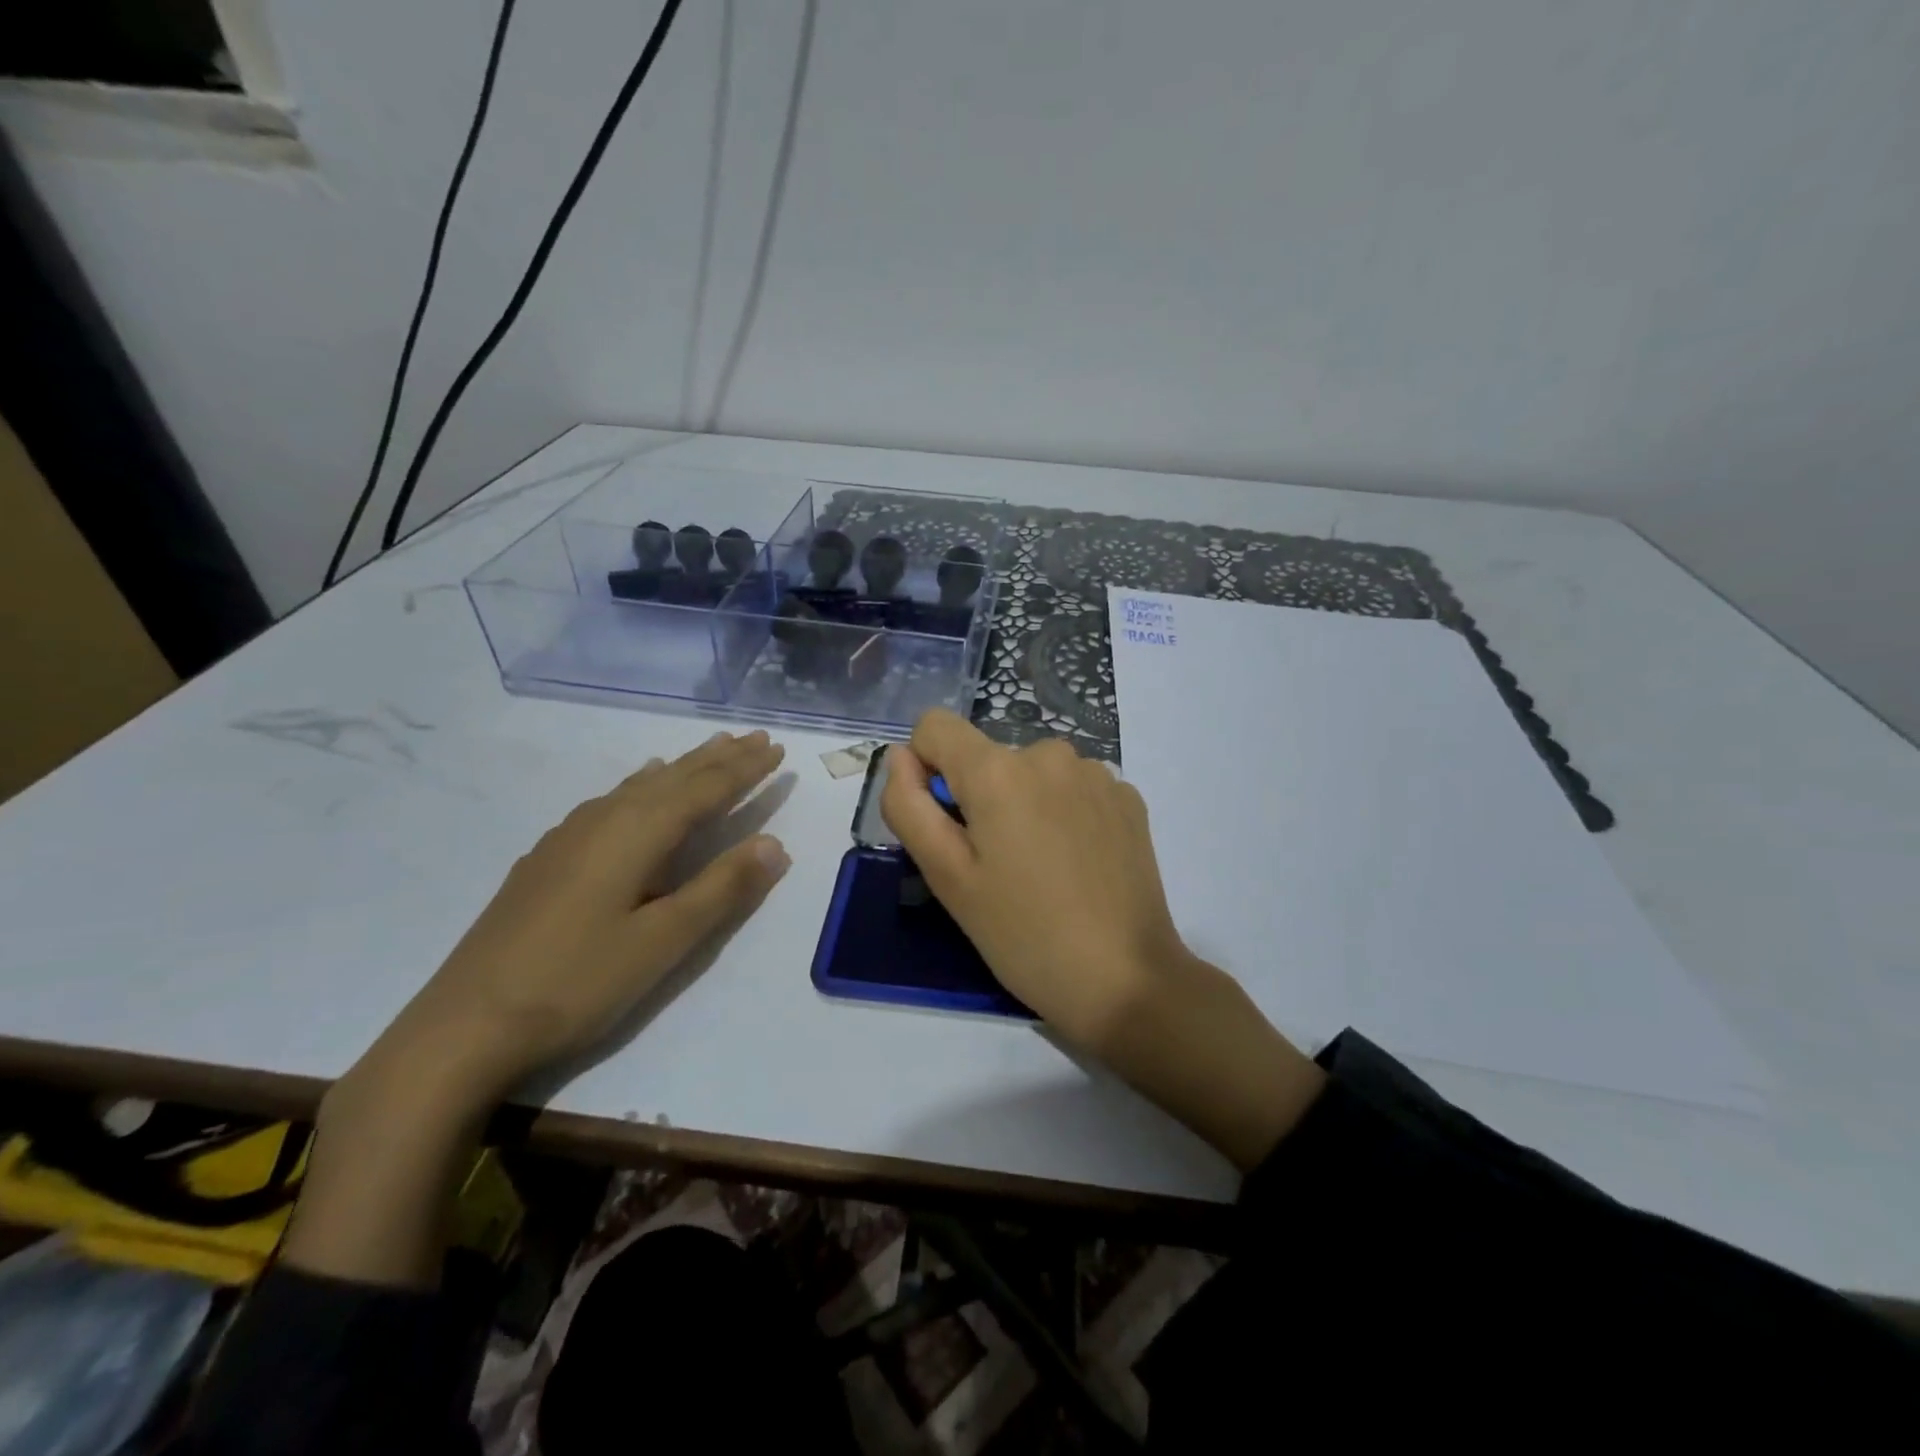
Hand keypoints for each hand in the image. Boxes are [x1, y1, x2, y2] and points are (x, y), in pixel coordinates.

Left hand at [374, 729, 790, 1100]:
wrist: (465, 1025)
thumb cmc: (578, 982)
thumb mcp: (664, 941)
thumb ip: (722, 888)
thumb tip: (775, 843)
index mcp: (638, 833)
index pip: (706, 789)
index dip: (746, 770)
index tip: (778, 749)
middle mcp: (605, 819)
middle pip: (674, 777)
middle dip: (720, 758)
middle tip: (756, 738)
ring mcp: (570, 835)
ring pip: (641, 784)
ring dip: (683, 766)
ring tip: (711, 750)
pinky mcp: (550, 856)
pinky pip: (613, 799)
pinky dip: (643, 784)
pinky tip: (639, 786)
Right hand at [883, 710, 1322, 1170]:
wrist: (1126, 979)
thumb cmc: (1022, 934)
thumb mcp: (946, 877)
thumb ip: (908, 805)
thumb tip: (902, 757)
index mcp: (998, 770)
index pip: (935, 726)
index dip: (925, 768)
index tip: (945, 823)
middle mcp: (1049, 753)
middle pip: (987, 756)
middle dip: (980, 798)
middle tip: (996, 866)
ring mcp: (1097, 772)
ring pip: (1032, 772)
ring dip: (1025, 804)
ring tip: (1041, 868)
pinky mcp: (1128, 797)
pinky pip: (1073, 787)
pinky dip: (1065, 813)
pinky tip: (1078, 864)